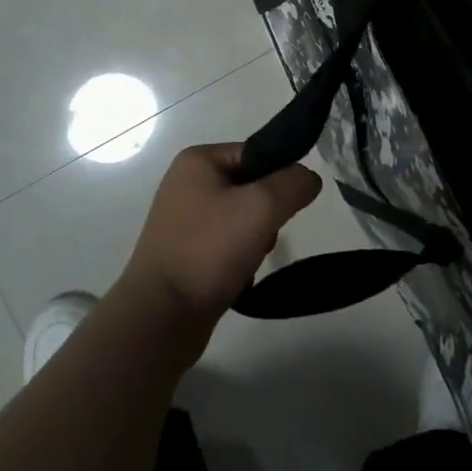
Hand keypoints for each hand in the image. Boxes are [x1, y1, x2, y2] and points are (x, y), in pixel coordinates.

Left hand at [117, 143, 320, 342]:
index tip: (286, 207)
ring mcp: (184, 219)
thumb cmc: (209, 250)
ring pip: (242, 218)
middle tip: (263, 237)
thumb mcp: (261, 207)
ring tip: (249, 261)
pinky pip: (227, 244)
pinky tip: (238, 276)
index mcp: (197, 161)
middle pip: (251, 187)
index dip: (279, 178)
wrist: (161, 316)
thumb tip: (309, 178)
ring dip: (256, 239)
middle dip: (267, 214)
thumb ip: (293, 184)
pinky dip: (239, 258)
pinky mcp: (185, 252)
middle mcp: (187, 183)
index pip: (257, 153)